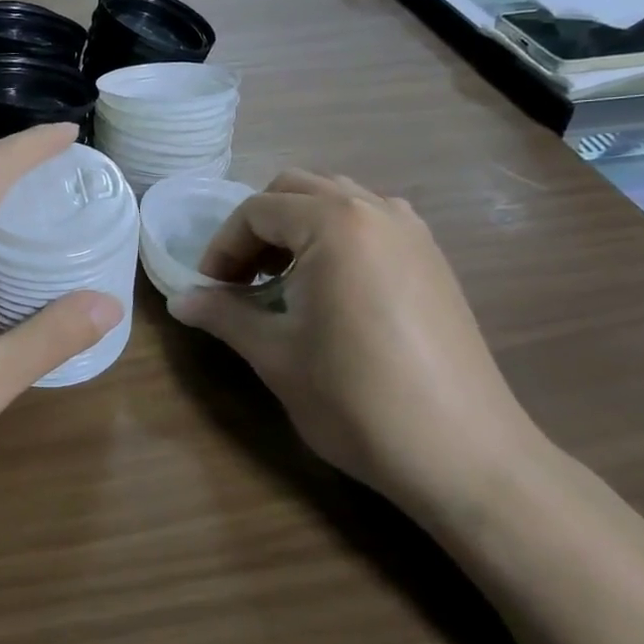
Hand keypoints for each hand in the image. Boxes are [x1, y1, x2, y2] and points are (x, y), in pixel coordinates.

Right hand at [169, 171, 542, 521]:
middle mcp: (374, 209)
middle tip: (241, 279)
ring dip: (297, 225)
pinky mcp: (433, 257)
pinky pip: (371, 220)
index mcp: (333, 223)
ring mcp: (411, 230)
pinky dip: (337, 234)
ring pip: (336, 198)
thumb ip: (223, 315)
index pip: (256, 211)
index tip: (209, 289)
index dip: (222, 247)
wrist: (464, 453)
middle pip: (295, 189)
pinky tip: (332, 286)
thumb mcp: (276, 355)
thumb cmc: (356, 399)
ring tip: (283, 280)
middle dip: (257, 227)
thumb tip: (178, 301)